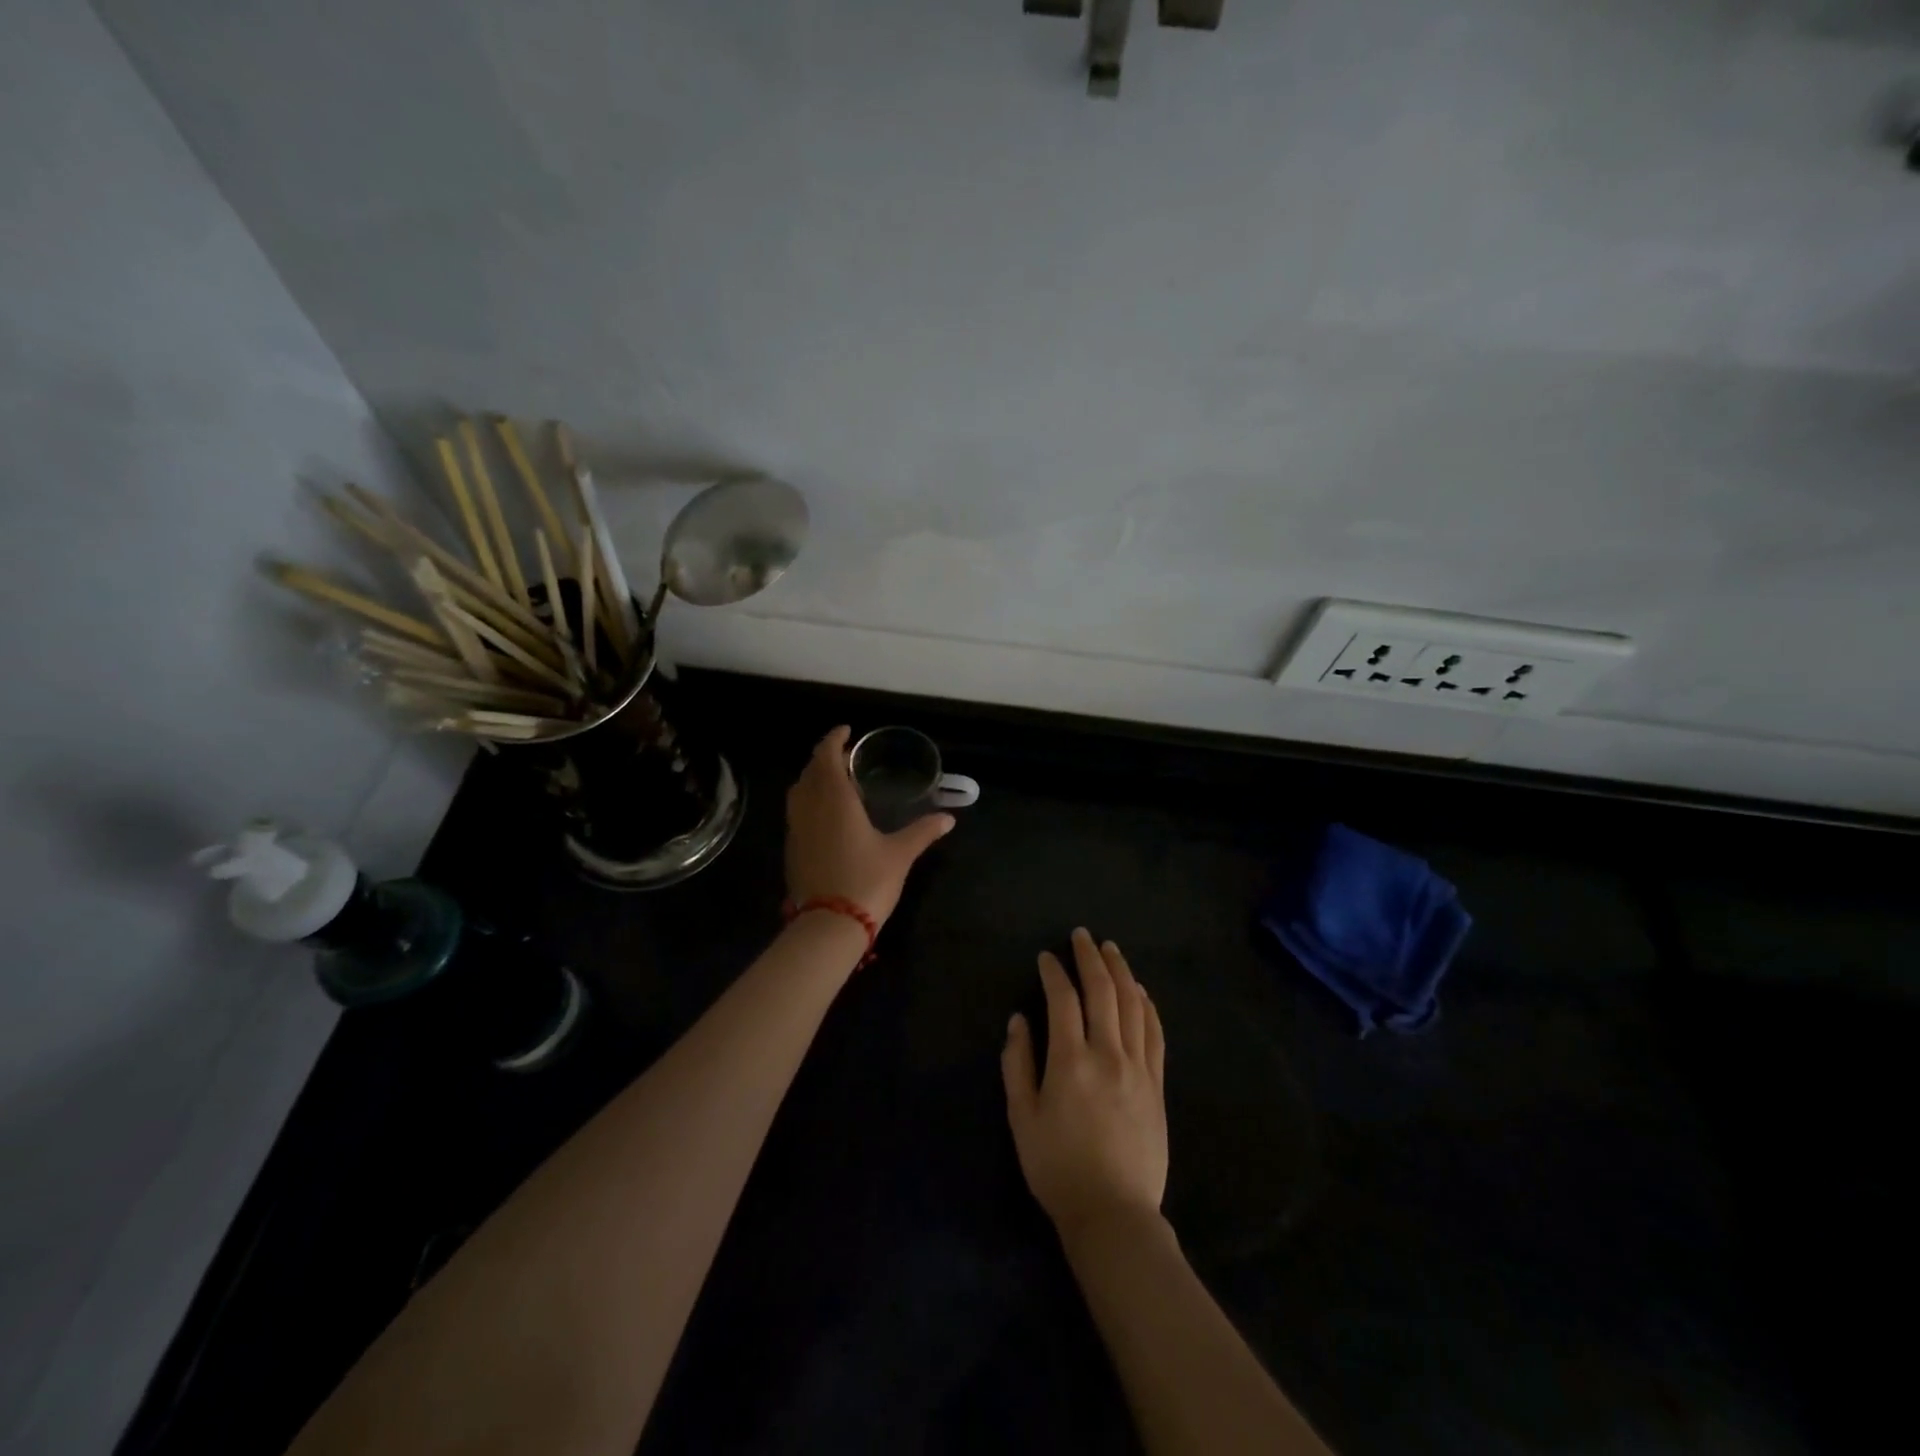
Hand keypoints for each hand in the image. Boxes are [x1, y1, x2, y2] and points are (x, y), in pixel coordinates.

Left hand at [785, 726, 954, 926]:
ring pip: (799, 790)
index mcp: (835, 799)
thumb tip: (949, 818)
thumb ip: (923, 831)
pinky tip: (827, 813)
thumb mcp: (900, 854)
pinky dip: (809, 799)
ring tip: (836, 780)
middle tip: (846, 755)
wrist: (829, 925)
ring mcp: (796, 828)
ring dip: (814, 777)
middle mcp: (810, 807)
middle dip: (825, 757)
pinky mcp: (792, 848)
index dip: (833, 739)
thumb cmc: (867, 881)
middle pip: (810, 770)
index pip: (825, 756)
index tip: (847, 731)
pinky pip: (797, 811)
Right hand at [1001, 928, 1168, 1238]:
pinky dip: (1147, 1005)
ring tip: (1111, 950)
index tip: (1046, 957)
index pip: (1063, 1000)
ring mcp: (1138, 1068)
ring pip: (1133, 1005)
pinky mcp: (1157, 1084)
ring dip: (1121, 972)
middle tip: (1082, 936)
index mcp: (1070, 1062)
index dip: (1054, 973)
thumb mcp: (1022, 1119)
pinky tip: (1140, 991)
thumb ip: (1017, 1065)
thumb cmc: (1058, 1168)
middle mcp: (1108, 1054)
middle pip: (1103, 991)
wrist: (1114, 1213)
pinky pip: (1155, 1033)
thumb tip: (1018, 1021)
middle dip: (1090, 958)